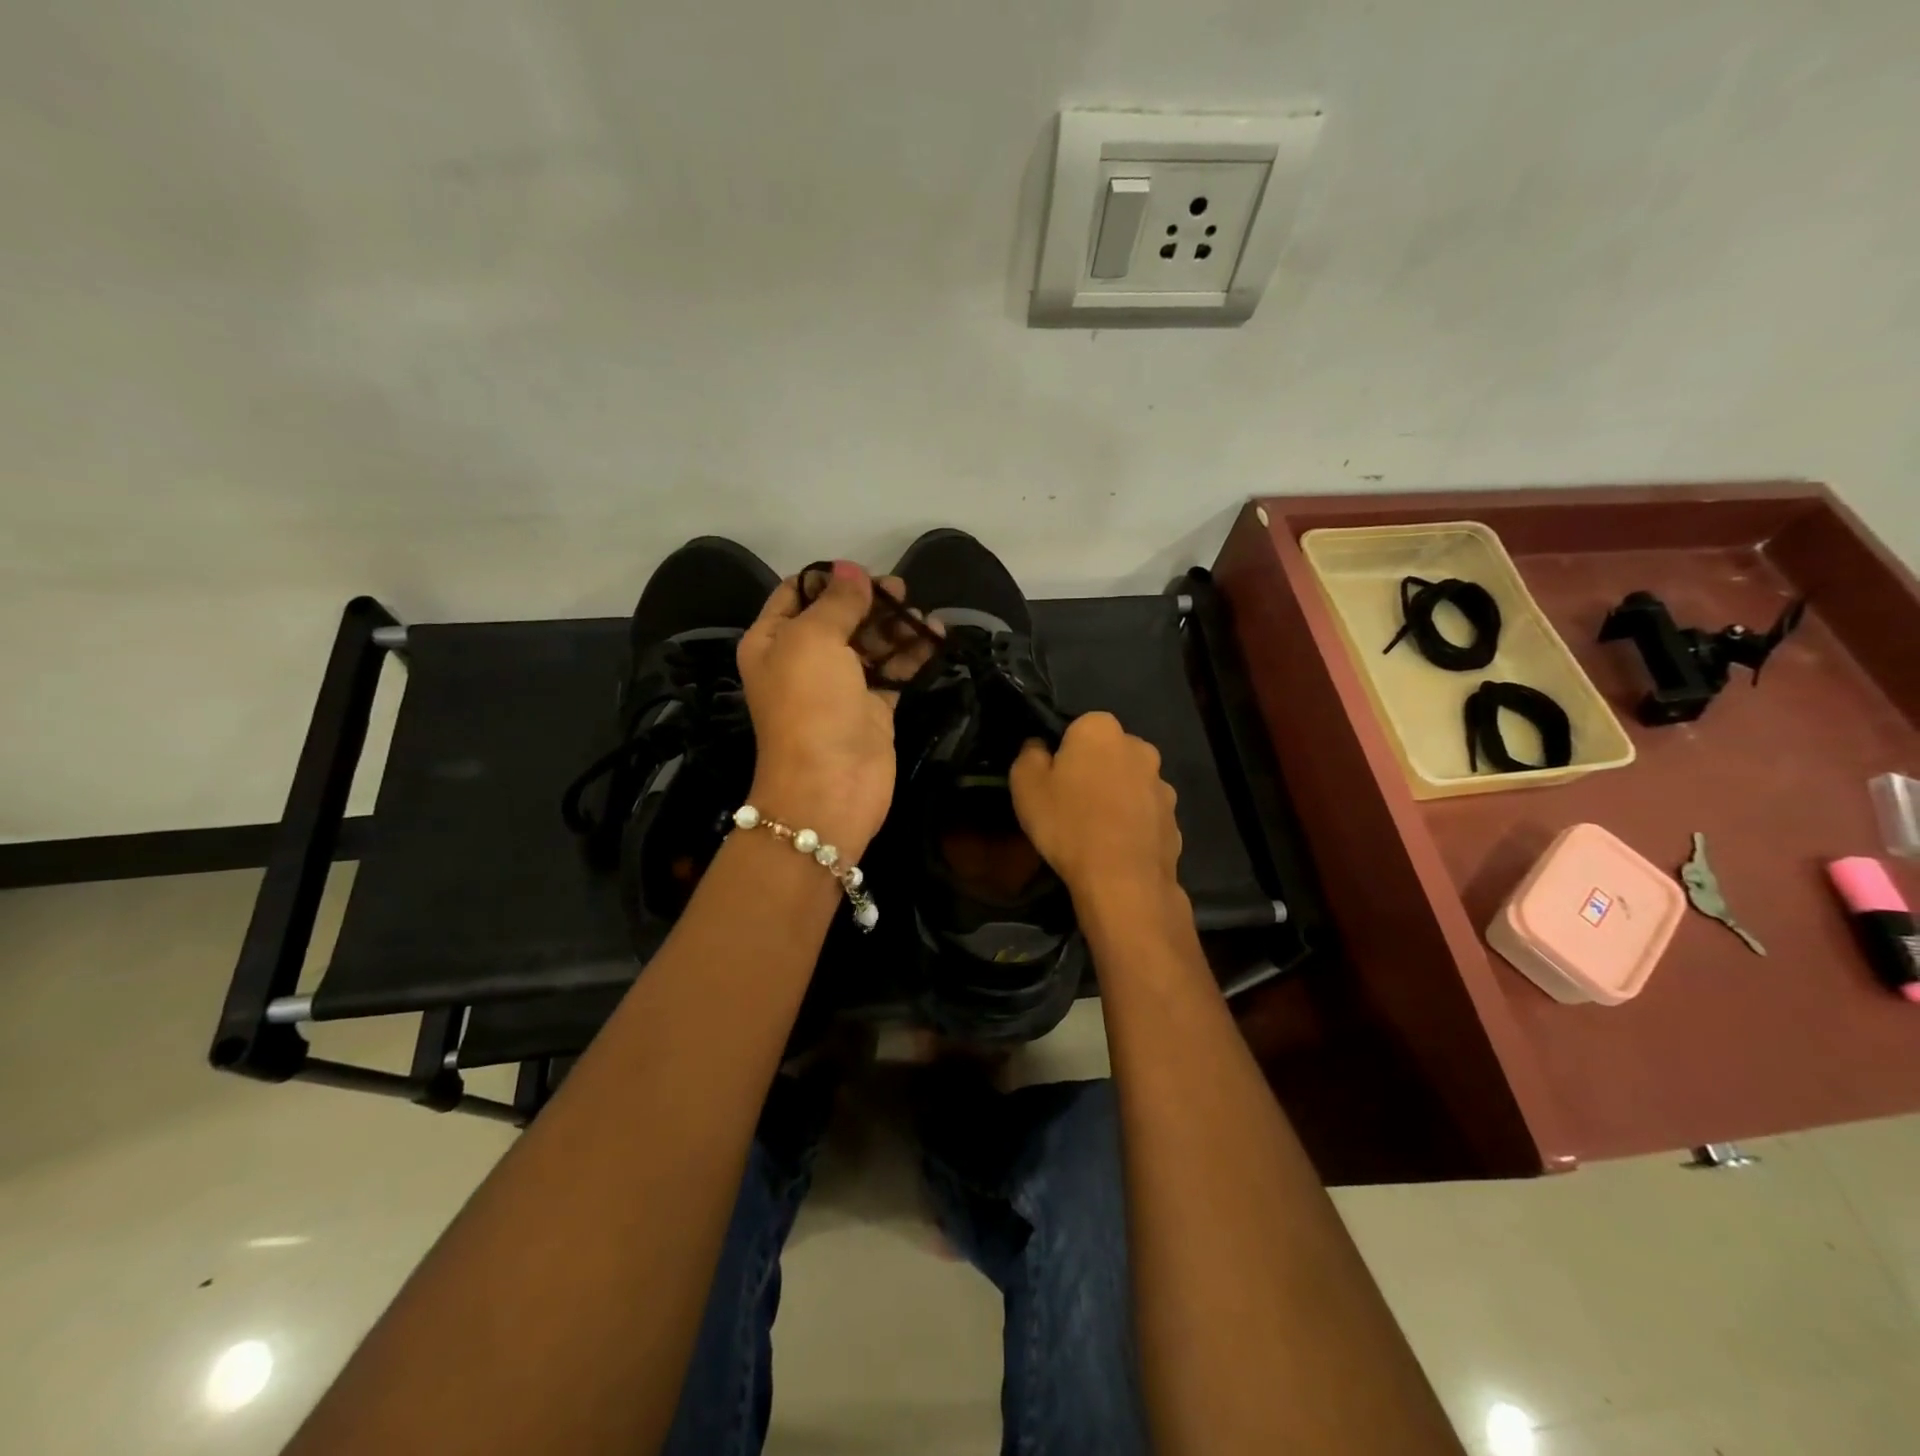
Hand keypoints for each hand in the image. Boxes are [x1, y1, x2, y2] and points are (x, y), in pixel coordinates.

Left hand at [736, 562, 930, 862]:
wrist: (829, 786)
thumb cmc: (810, 705)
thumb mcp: (813, 640)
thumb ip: (837, 601)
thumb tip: (851, 569)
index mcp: (772, 640)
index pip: (797, 593)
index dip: (829, 578)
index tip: (865, 571)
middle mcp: (802, 659)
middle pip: (839, 616)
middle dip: (870, 601)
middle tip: (903, 591)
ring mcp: (839, 684)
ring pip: (870, 643)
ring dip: (896, 626)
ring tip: (925, 617)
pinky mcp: (871, 706)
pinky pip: (893, 670)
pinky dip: (912, 654)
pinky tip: (936, 638)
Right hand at [1010, 712, 1182, 910]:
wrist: (1122, 880)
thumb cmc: (1068, 823)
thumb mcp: (1025, 785)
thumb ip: (1030, 755)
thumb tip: (1039, 746)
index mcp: (1101, 729)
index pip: (1078, 728)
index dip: (1063, 754)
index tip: (1053, 780)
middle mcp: (1139, 747)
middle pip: (1108, 753)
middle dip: (1094, 771)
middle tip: (1071, 804)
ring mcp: (1162, 784)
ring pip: (1130, 783)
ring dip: (1116, 797)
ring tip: (1096, 831)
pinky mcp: (1174, 818)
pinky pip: (1146, 814)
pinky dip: (1133, 824)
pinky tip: (1116, 848)